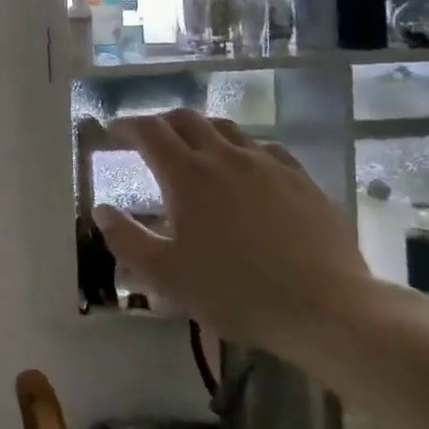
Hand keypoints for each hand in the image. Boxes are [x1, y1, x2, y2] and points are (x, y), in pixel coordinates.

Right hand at [94, 111, 368, 351]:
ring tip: (195, 148)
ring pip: (227, 128)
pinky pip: (265, 148)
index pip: (149, 132)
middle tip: (150, 139)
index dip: (127, 126)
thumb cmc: (236, 293)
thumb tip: (101, 210)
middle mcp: (225, 156)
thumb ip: (126, 240)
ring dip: (202, 130)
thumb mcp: (166, 276)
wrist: (327, 309)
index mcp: (187, 175)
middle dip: (161, 122)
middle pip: (186, 119)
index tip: (113, 131)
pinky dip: (243, 148)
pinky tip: (247, 167)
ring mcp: (268, 164)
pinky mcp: (302, 179)